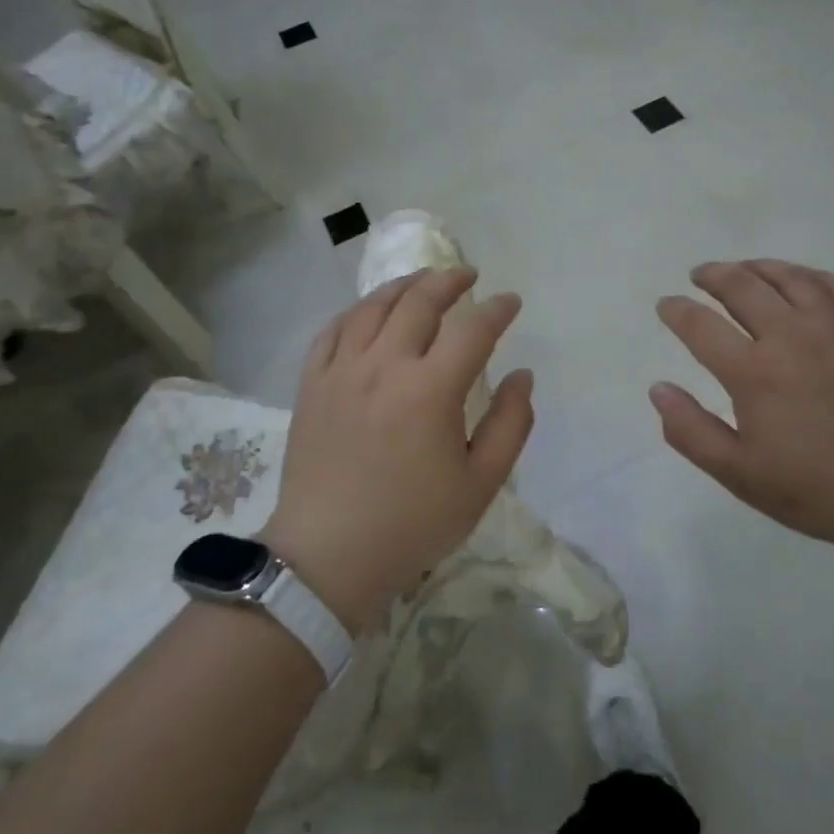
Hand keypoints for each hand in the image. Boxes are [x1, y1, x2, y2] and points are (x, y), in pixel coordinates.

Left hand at [265, 268, 531, 632]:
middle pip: (419, 302)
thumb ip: (511, 424)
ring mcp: (341, 372)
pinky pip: (332, 330)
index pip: (472, 330)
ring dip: (403, 285)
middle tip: (468, 276)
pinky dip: (356, 311)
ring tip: (423, 280)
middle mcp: (384, 366)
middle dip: (449, 281)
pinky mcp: (311, 385)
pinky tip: (369, 311)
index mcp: (430, 390)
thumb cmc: (413, 523)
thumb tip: (522, 376)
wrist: (329, 556)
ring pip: (373, 307)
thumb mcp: (481, 484)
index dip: (497, 310)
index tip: (511, 302)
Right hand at [651, 260, 833, 555]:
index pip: (701, 326)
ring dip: (758, 267)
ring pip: (789, 278)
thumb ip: (691, 431)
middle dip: (714, 276)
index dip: (677, 311)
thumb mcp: (740, 475)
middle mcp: (791, 335)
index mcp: (754, 372)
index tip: (666, 305)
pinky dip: (809, 275)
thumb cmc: (818, 489)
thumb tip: (658, 389)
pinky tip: (801, 279)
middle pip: (743, 287)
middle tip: (700, 275)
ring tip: (743, 268)